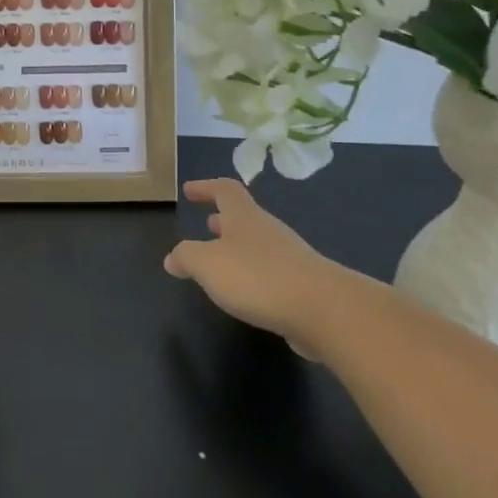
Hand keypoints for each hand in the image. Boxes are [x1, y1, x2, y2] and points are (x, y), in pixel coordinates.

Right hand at [164, 178, 357, 347]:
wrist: (324, 310)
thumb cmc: (257, 276)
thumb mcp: (206, 264)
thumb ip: (186, 257)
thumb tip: (172, 257)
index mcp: (244, 217)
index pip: (225, 189)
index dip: (206, 187)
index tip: (189, 190)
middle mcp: (268, 231)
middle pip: (244, 217)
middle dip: (224, 220)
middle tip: (207, 224)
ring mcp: (289, 258)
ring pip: (257, 245)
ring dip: (238, 249)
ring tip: (221, 263)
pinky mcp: (302, 286)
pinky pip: (271, 272)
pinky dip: (254, 275)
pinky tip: (246, 294)